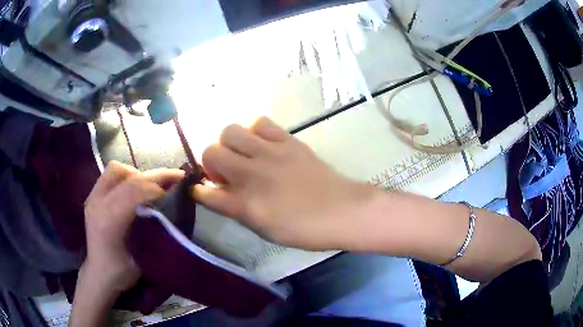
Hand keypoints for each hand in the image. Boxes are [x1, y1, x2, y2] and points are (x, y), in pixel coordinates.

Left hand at [83, 161, 184, 291]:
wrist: (99, 273)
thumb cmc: (122, 271)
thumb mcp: (142, 257)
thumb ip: (152, 231)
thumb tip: (171, 208)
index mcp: (108, 221)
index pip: (133, 191)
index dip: (157, 187)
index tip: (177, 190)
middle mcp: (97, 203)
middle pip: (127, 176)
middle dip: (153, 176)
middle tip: (175, 178)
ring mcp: (93, 197)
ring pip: (117, 169)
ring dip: (138, 175)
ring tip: (152, 186)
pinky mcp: (92, 195)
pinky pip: (111, 175)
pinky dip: (127, 177)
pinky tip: (137, 190)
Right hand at [193, 117, 373, 250]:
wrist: (342, 211)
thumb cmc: (305, 230)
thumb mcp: (265, 231)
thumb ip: (238, 211)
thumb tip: (221, 194)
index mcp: (245, 205)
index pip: (206, 192)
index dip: (199, 190)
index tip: (201, 189)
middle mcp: (251, 175)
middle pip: (211, 151)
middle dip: (210, 162)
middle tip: (225, 172)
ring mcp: (270, 153)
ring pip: (230, 130)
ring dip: (229, 143)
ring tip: (242, 154)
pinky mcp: (288, 140)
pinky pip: (260, 122)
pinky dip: (255, 131)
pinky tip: (262, 144)